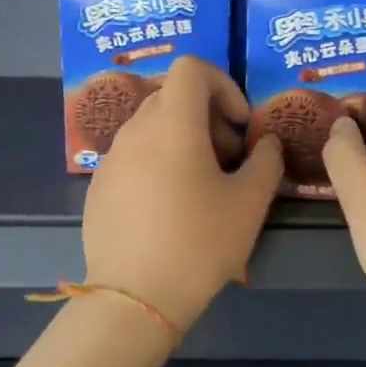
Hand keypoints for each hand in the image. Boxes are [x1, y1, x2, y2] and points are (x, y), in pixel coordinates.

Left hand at [83, 57, 283, 333]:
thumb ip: (266, 161)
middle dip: (207, 115)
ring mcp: (112, 158)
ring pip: (152, 125)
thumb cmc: (199, 244)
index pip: (192, 68)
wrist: (135, 299)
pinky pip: (133, 154)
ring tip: (201, 185)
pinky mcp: (98, 185)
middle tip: (228, 158)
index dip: (223, 84)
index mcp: (173, 124)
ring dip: (182, 138)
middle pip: (173, 95)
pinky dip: (157, 160)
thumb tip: (266, 143)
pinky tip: (169, 207)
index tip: (239, 124)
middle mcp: (136, 130)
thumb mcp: (250, 203)